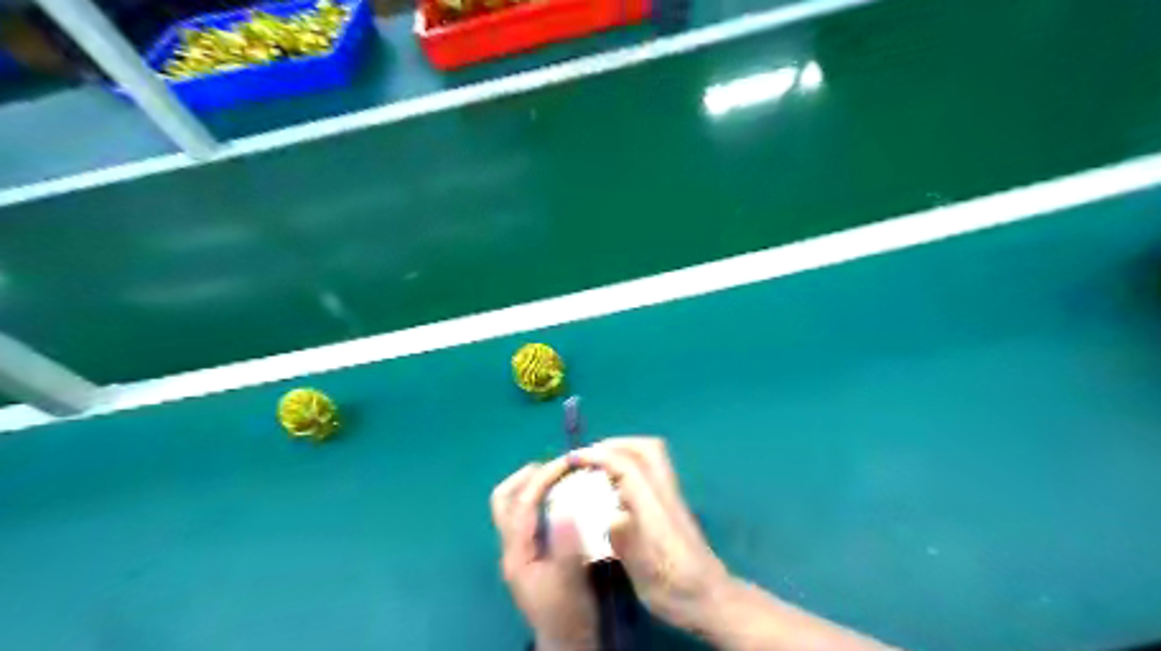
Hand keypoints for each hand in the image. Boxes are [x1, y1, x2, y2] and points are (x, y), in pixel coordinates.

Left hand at [491, 457, 599, 650]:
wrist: (566, 643)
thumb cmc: (568, 613)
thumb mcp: (569, 579)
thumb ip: (566, 544)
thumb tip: (565, 506)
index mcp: (517, 552)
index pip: (522, 504)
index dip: (543, 479)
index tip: (566, 463)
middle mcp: (512, 547)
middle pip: (504, 501)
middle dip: (525, 478)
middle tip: (554, 467)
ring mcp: (520, 550)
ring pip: (515, 507)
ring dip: (533, 487)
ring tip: (560, 478)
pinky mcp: (531, 553)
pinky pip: (529, 516)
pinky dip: (541, 500)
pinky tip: (563, 501)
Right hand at [575, 439, 728, 631]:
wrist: (711, 598)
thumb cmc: (675, 588)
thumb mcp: (644, 572)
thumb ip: (624, 541)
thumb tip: (608, 516)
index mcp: (654, 507)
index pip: (627, 465)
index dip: (599, 456)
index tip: (573, 459)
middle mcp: (665, 493)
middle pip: (646, 448)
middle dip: (615, 444)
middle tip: (589, 457)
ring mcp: (672, 496)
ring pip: (652, 455)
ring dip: (623, 451)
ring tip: (599, 466)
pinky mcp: (673, 503)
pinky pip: (651, 469)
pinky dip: (630, 465)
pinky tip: (614, 486)